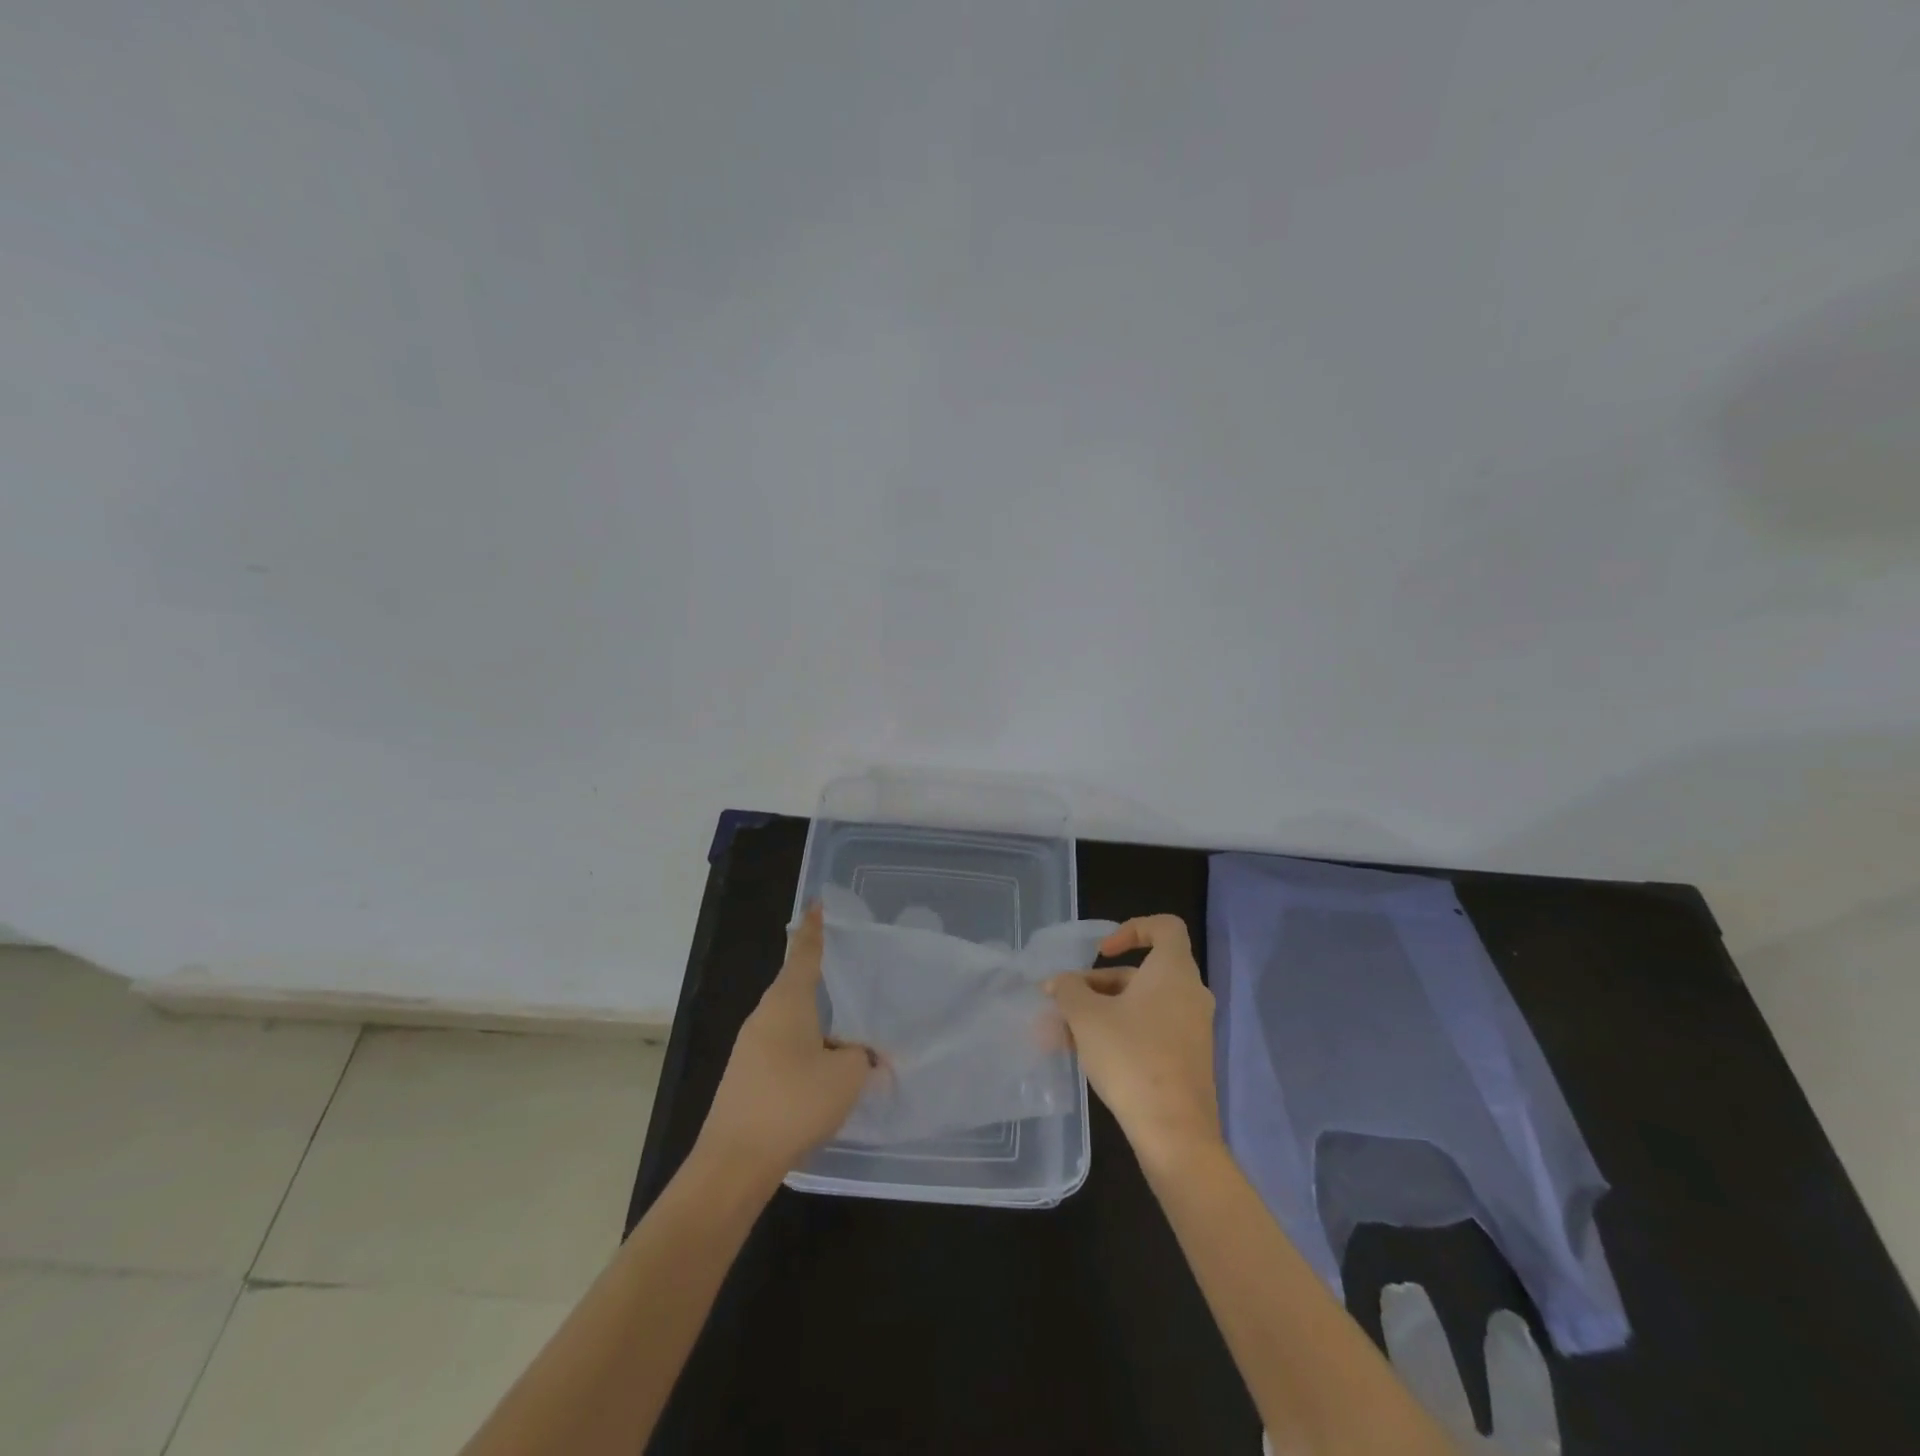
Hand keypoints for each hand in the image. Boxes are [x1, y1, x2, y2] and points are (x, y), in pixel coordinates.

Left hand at [695, 903, 875, 1182]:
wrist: (733, 1162)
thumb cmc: (793, 1103)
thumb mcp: (846, 1076)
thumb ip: (863, 1056)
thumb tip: (863, 1054)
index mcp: (788, 1001)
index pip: (804, 952)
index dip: (815, 927)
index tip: (817, 904)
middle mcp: (765, 1016)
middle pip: (796, 985)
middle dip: (821, 978)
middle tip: (851, 971)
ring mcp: (751, 1047)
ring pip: (792, 1021)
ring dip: (818, 1022)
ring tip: (849, 1030)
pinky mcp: (747, 1077)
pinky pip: (784, 1048)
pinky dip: (807, 1050)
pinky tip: (825, 1072)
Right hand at [1046, 914, 1222, 1179]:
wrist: (1175, 1133)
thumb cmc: (1131, 1058)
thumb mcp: (1087, 1017)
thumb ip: (1068, 990)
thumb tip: (1058, 982)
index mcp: (1173, 972)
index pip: (1164, 927)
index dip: (1131, 929)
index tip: (1100, 952)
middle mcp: (1189, 994)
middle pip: (1141, 972)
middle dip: (1097, 984)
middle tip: (1063, 1002)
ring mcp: (1192, 1029)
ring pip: (1140, 1005)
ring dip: (1100, 1012)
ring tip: (1060, 1035)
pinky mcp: (1187, 1060)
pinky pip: (1150, 1031)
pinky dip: (1119, 1033)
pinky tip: (1085, 1056)